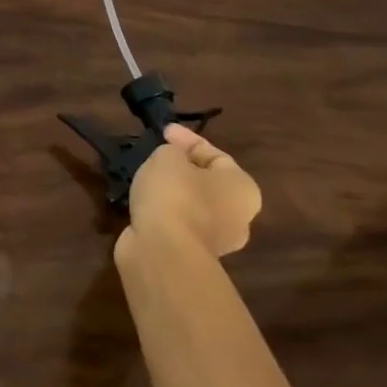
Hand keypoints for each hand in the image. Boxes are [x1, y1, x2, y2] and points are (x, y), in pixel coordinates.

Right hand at [118, 124, 261, 263]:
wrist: (163, 251)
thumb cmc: (175, 195)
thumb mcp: (168, 157)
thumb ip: (173, 152)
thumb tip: (172, 162)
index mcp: (243, 189)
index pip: (216, 155)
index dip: (187, 139)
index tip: (163, 131)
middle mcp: (238, 216)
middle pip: (207, 183)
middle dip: (182, 168)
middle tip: (156, 156)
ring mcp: (216, 241)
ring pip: (191, 206)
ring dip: (171, 192)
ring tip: (144, 179)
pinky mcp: (191, 256)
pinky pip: (177, 224)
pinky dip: (162, 212)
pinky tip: (143, 204)